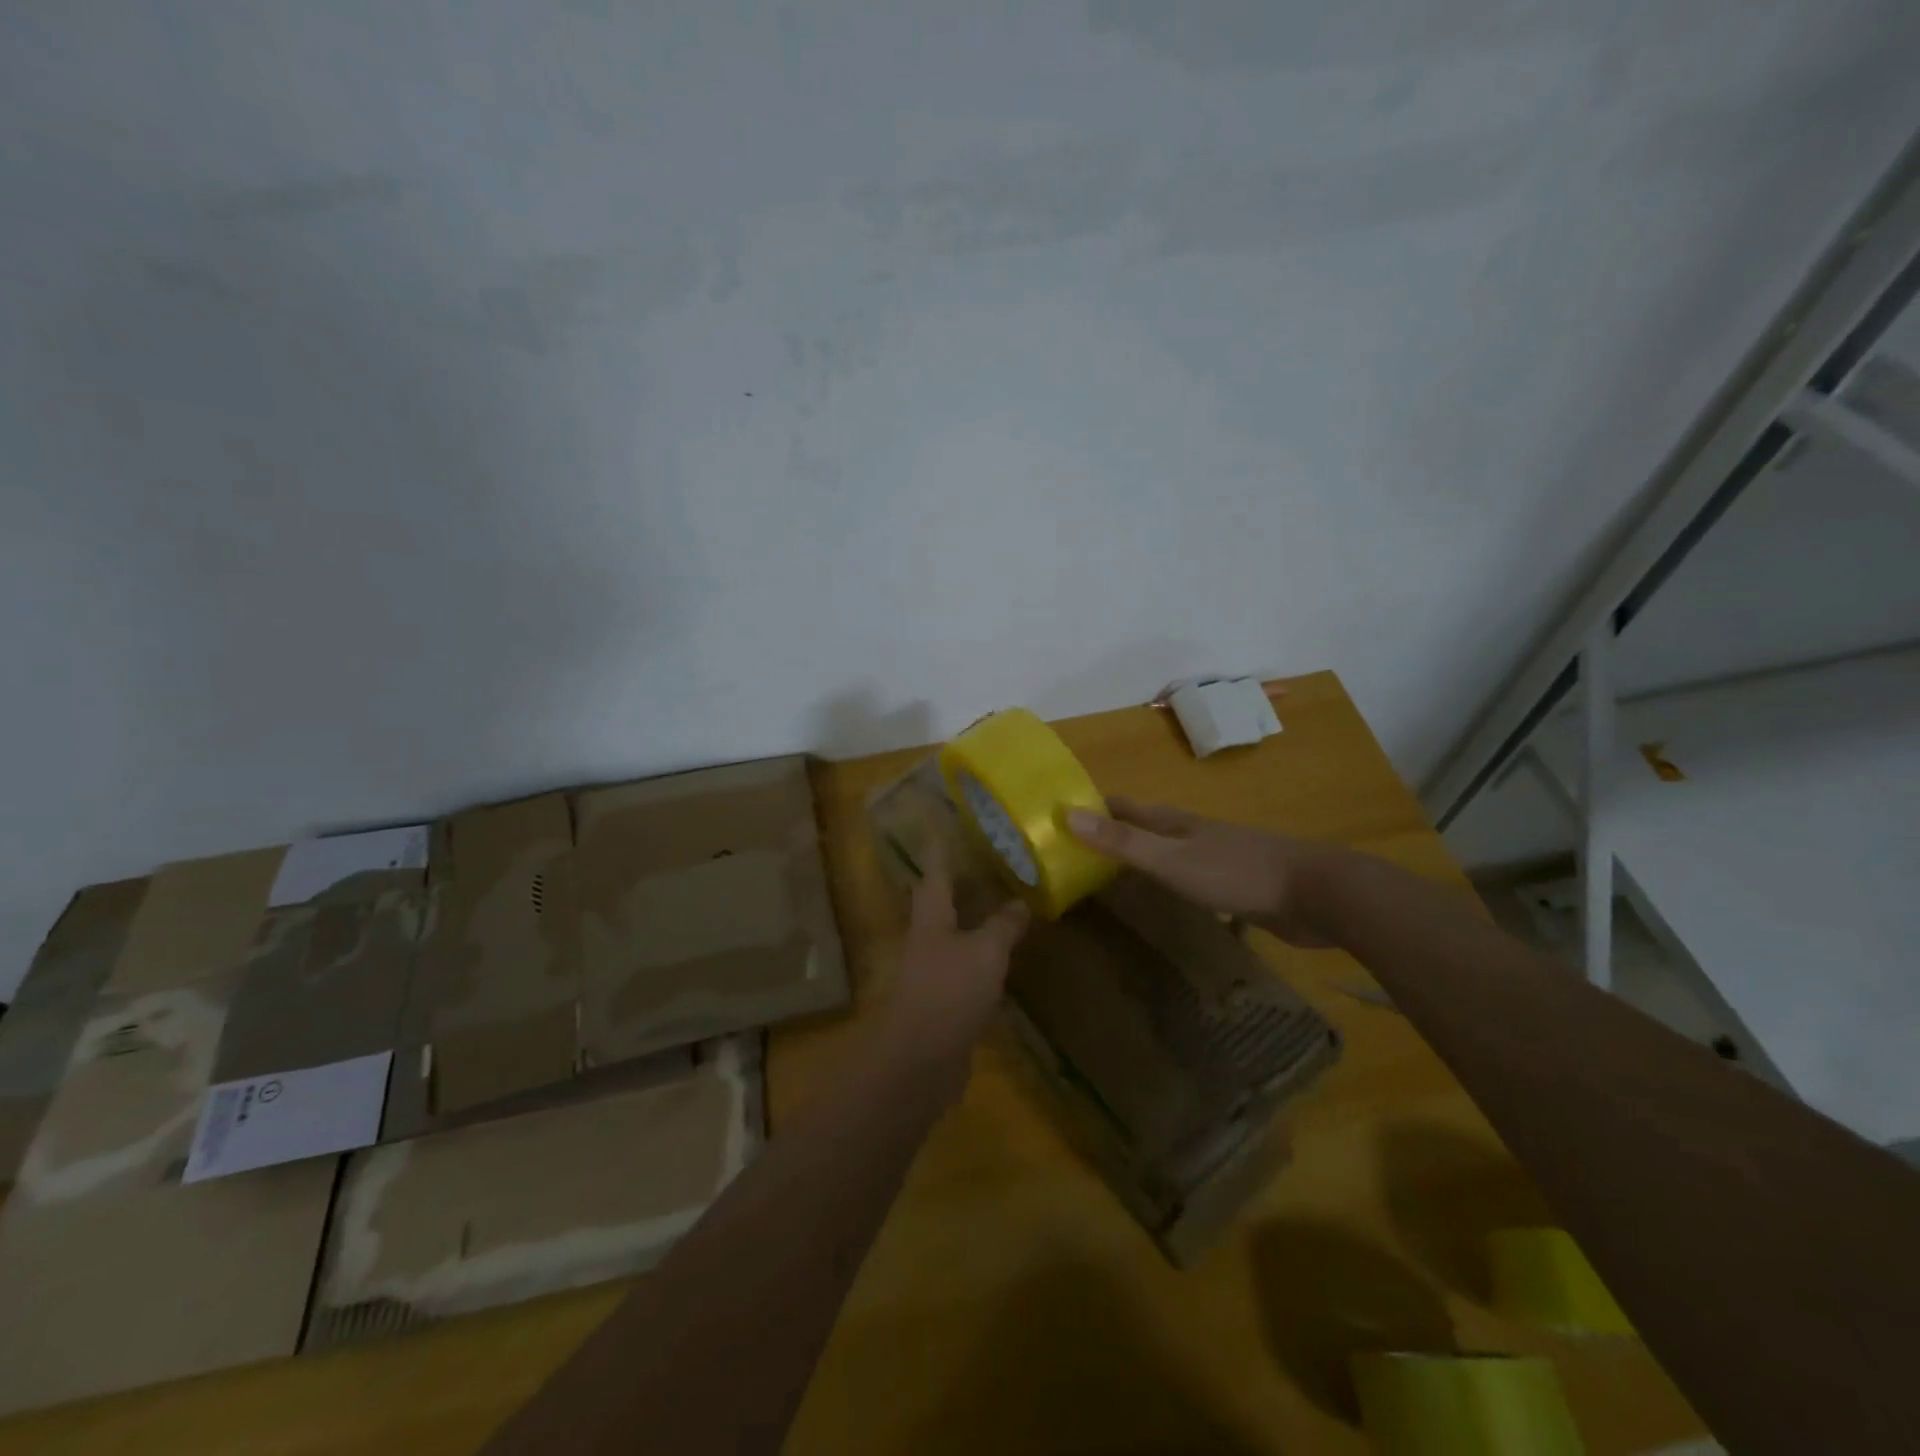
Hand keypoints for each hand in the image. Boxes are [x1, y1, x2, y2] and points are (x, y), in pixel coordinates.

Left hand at [884, 850, 1030, 1069]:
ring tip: (1007, 896)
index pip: (935, 868)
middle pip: (944, 898)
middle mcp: (927, 936)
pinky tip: (1008, 952)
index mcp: (930, 916)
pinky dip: (986, 952)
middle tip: (993, 855)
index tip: (948, 818)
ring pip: (958, 930)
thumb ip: (1003, 925)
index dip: (942, 843)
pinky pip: (968, 964)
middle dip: (965, 877)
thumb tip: (1021, 902)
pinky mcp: (944, 998)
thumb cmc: (948, 993)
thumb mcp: (985, 953)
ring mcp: (933, 968)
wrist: (918, 1062)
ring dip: (978, 915)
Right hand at [1067, 797, 1343, 947]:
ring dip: (1141, 856)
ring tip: (1112, 873)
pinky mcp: (1237, 884)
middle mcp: (1193, 833)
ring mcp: (1217, 857)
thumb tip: (1068, 815)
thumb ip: (1123, 841)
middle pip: (1145, 826)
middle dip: (1113, 831)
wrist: (1316, 893)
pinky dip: (1169, 881)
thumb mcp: (1171, 860)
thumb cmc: (1237, 873)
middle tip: (1077, 849)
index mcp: (1176, 823)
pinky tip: (1166, 898)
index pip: (1124, 806)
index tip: (1061, 815)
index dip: (1093, 807)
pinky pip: (1190, 877)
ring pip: (1169, 851)